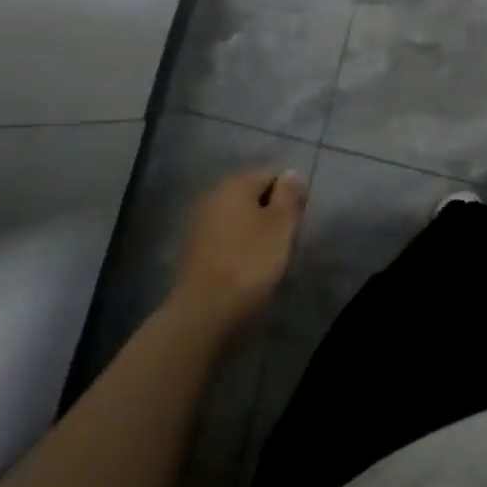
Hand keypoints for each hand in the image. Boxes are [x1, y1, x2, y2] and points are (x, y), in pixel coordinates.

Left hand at [170, 168, 306, 337]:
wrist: (203, 313)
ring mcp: (199, 222)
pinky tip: (243, 268)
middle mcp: (214, 194)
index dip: (289, 197)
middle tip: (282, 242)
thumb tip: (291, 173)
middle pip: (253, 195)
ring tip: (264, 258)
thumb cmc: (249, 263)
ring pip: (238, 217)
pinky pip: (224, 237)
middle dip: (270, 214)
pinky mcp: (192, 248)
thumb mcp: (281, 225)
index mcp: (236, 183)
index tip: (294, 225)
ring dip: (253, 231)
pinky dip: (237, 246)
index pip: (272, 176)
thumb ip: (289, 194)